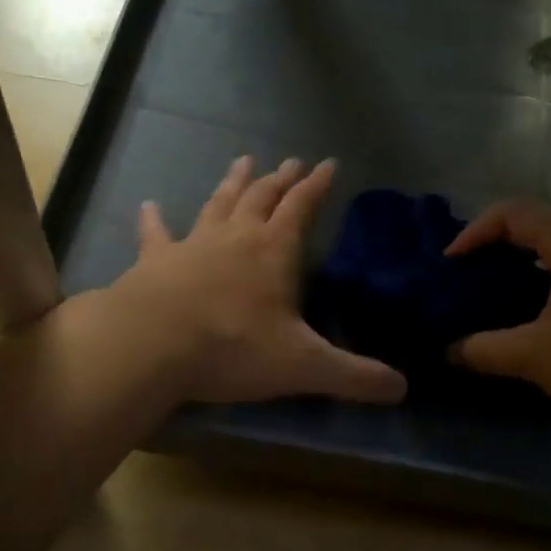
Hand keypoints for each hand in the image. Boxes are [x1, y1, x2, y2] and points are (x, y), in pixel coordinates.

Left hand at [112, 157, 407, 405]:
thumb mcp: (304, 366)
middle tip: (291, 162)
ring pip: (218, 204)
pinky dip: (153, 219)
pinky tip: (148, 204)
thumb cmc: (233, 348)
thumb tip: (402, 389)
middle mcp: (235, 237)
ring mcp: (192, 244)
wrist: (151, 344)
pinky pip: (156, 234)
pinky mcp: (154, 261)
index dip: (317, 186)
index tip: (328, 163)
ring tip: (242, 160)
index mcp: (274, 251)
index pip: (302, 207)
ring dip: (232, 183)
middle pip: (262, 198)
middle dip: (280, 180)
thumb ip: (354, 377)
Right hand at [445, 199, 550, 433]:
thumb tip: (449, 350)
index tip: (452, 263)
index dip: (476, 229)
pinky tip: (532, 321)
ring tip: (491, 297)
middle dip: (495, 245)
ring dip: (519, 266)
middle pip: (536, 226)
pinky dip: (542, 285)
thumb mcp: (538, 357)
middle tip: (467, 277)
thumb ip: (487, 350)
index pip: (515, 212)